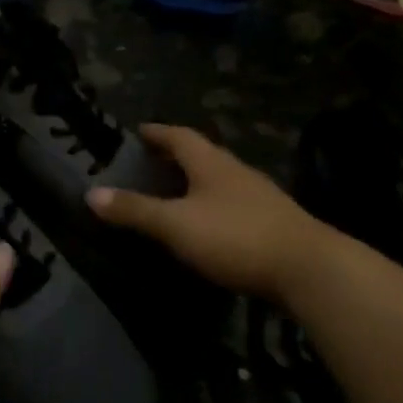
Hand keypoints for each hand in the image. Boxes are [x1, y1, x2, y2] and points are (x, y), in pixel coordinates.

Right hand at [87, 125, 333, 298]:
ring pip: (218, 180)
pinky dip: (211, 207)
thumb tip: (91, 194)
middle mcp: (236, 172)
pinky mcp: (273, 224)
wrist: (311, 271)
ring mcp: (259, 197)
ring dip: (194, 183)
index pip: (178, 136)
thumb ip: (135, 210)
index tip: (137, 131)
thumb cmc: (236, 236)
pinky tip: (205, 225)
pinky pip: (232, 204)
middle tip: (146, 164)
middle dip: (173, 157)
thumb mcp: (176, 225)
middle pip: (200, 155)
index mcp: (211, 163)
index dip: (155, 132)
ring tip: (170, 194)